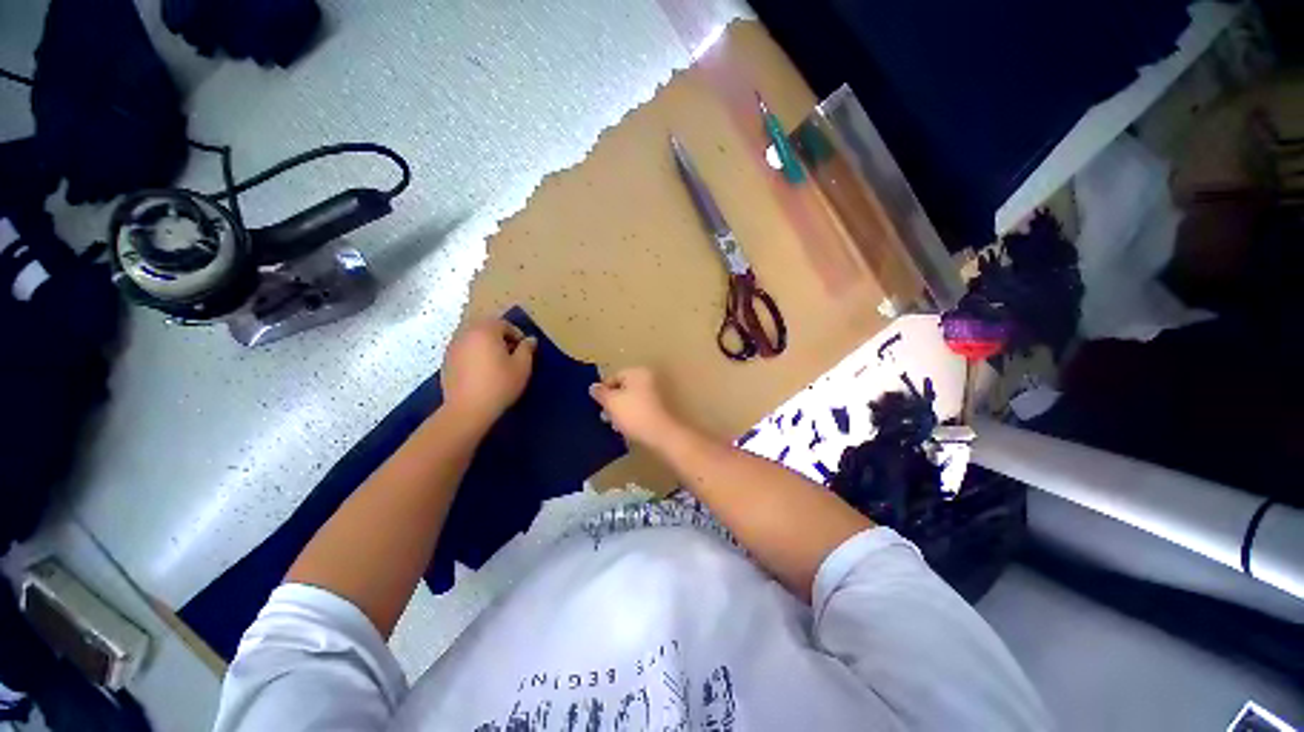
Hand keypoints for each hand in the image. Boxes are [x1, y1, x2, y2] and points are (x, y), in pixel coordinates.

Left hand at [441, 319, 536, 430]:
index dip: (517, 335)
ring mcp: (453, 347)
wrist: (467, 409)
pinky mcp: (446, 362)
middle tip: (512, 355)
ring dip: (486, 346)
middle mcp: (466, 334)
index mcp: (485, 331)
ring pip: (474, 339)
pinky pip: (464, 351)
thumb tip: (529, 339)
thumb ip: (527, 349)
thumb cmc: (499, 385)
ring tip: (497, 364)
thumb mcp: (522, 366)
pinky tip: (482, 373)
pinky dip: (474, 355)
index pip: (503, 324)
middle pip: (486, 328)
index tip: (524, 350)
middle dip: (500, 338)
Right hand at [589, 367, 683, 450]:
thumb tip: (594, 387)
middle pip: (624, 388)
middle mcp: (649, 379)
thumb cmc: (634, 414)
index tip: (598, 405)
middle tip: (605, 416)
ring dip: (621, 410)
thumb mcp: (611, 403)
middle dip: (613, 402)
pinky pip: (640, 408)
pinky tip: (627, 427)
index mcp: (638, 372)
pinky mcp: (660, 408)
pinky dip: (632, 415)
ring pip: (632, 399)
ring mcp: (657, 393)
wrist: (661, 434)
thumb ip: (601, 393)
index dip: (604, 391)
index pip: (614, 377)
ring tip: (615, 424)